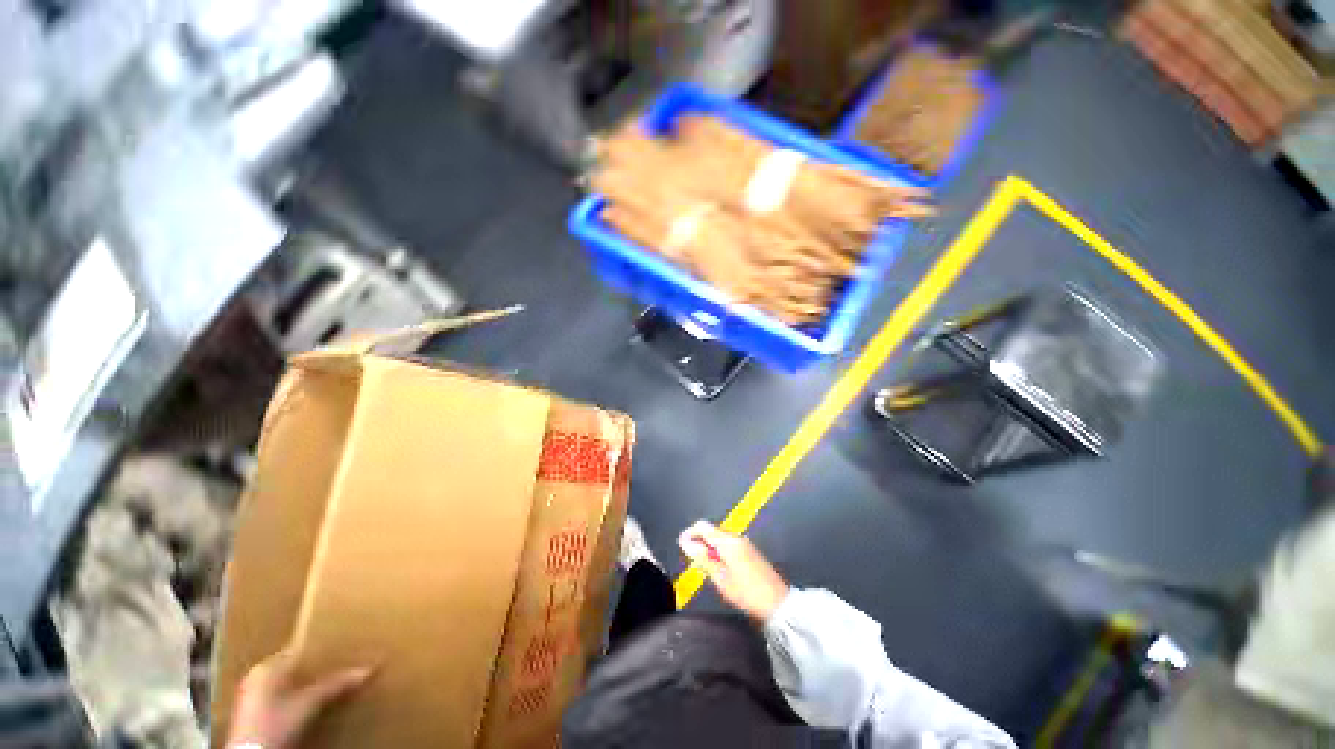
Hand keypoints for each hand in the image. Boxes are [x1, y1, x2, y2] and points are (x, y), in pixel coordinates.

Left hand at [226, 649, 373, 748]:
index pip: (299, 650)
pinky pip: (281, 698)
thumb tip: (369, 669)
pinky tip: (310, 704)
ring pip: (287, 684)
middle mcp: (256, 676)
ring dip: (307, 686)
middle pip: (293, 668)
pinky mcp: (253, 715)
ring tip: (330, 685)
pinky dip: (297, 699)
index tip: (342, 648)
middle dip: (316, 669)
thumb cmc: (275, 723)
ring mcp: (252, 697)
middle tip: (341, 666)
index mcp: (266, 666)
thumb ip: (337, 684)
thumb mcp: (310, 703)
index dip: (322, 649)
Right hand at [679, 521, 788, 622]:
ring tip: (706, 568)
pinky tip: (720, 569)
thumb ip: (703, 558)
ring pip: (720, 539)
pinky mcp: (750, 552)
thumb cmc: (746, 593)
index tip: (682, 546)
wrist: (777, 603)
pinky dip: (720, 552)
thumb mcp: (720, 578)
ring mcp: (745, 544)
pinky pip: (729, 545)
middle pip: (712, 531)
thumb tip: (686, 543)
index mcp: (727, 541)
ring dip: (710, 548)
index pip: (703, 526)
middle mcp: (736, 537)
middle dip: (699, 542)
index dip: (690, 533)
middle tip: (693, 562)